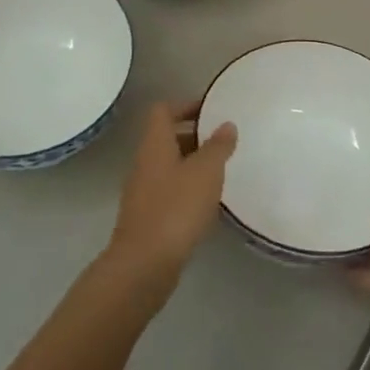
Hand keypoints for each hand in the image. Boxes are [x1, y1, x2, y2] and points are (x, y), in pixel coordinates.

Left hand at [105, 100, 236, 297]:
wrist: (144, 264)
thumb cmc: (176, 208)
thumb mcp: (206, 172)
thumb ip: (218, 146)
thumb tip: (226, 125)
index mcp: (155, 144)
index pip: (163, 110)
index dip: (186, 105)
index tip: (212, 110)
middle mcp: (145, 162)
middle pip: (167, 137)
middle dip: (195, 136)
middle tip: (224, 141)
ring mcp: (143, 191)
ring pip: (170, 165)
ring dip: (193, 164)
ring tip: (222, 171)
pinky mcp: (148, 216)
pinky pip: (170, 191)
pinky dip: (188, 189)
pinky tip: (209, 202)